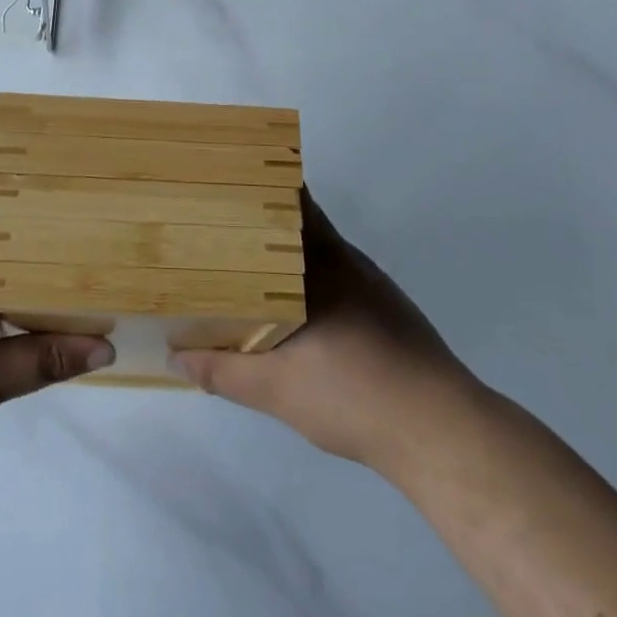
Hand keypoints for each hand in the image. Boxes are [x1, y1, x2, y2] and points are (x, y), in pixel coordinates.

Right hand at [174, 194, 481, 474]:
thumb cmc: (354, 396)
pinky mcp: (387, 309)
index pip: (290, 201)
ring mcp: (371, 284)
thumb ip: (222, 371)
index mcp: (320, 263)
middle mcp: (346, 260)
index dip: (258, 188)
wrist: (441, 432)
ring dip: (286, 253)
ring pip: (319, 251)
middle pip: (301, 222)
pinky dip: (310, 279)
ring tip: (245, 266)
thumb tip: (176, 356)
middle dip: (262, 221)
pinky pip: (338, 276)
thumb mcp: (275, 389)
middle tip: (219, 228)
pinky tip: (294, 311)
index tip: (223, 185)